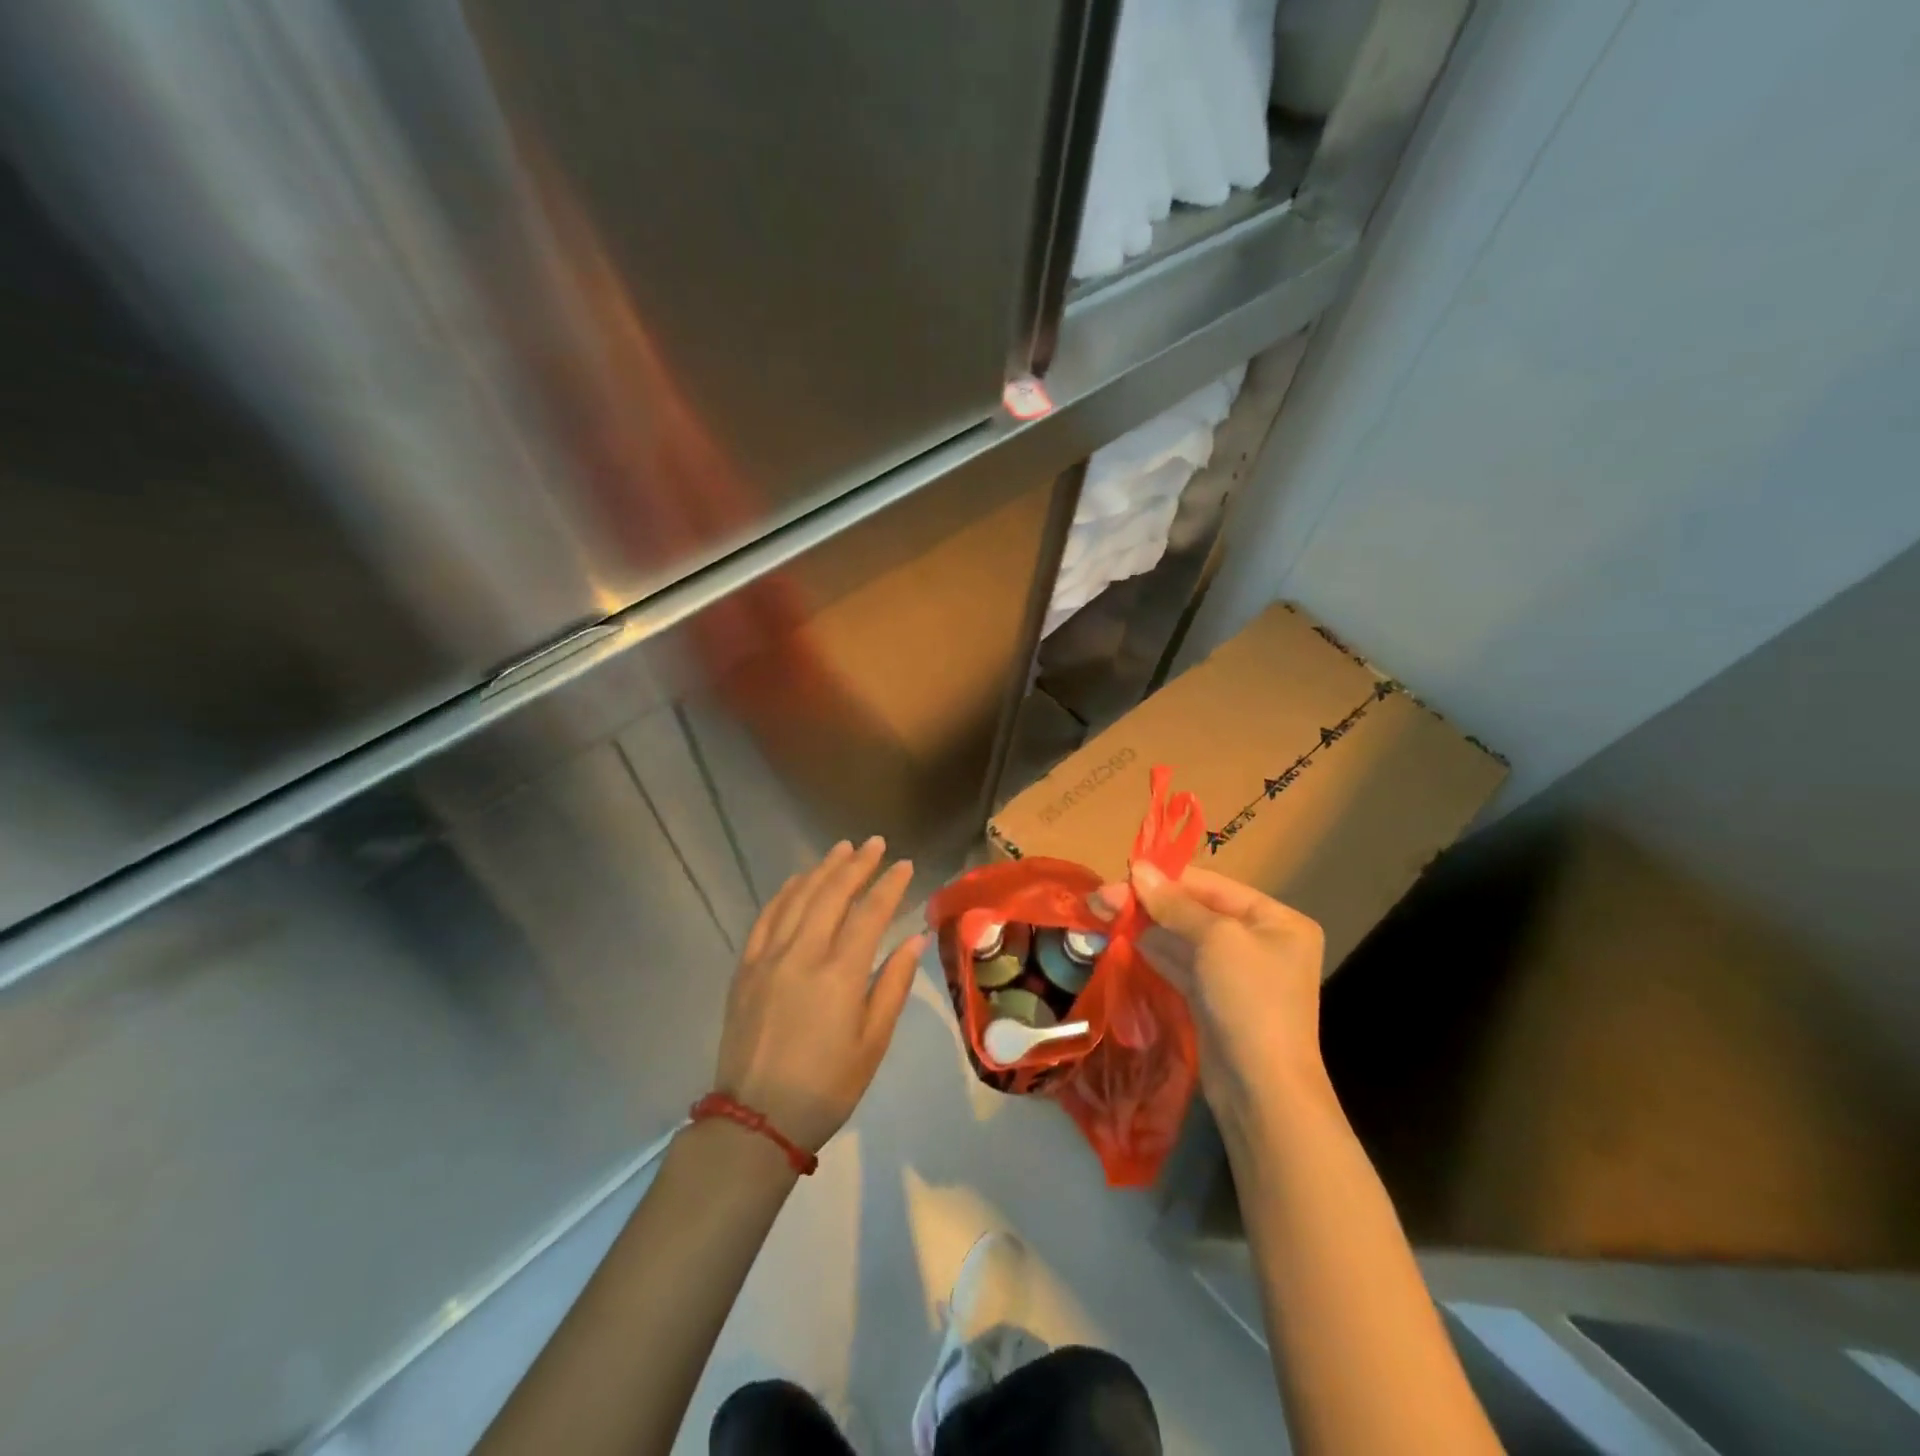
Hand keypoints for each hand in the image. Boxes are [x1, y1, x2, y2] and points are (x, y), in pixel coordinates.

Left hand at [715, 837, 921, 1153]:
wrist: (756, 1121)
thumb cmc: (826, 1087)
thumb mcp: (872, 1043)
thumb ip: (893, 985)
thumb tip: (914, 939)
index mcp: (839, 974)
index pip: (870, 913)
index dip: (890, 885)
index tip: (906, 865)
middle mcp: (803, 954)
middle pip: (832, 894)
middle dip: (857, 864)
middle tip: (876, 843)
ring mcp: (768, 958)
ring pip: (798, 898)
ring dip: (822, 869)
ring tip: (841, 849)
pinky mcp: (745, 968)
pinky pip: (766, 917)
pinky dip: (785, 893)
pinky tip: (798, 881)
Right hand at [1095, 863, 1326, 1119]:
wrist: (1262, 1091)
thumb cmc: (1249, 1000)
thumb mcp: (1215, 939)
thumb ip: (1174, 903)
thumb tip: (1138, 869)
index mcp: (1274, 919)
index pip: (1211, 885)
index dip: (1165, 878)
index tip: (1121, 873)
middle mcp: (1258, 941)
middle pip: (1194, 910)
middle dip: (1149, 903)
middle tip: (1100, 898)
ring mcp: (1235, 973)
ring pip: (1182, 938)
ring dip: (1144, 925)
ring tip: (1101, 912)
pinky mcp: (1213, 999)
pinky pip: (1180, 964)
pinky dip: (1152, 950)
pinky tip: (1122, 938)